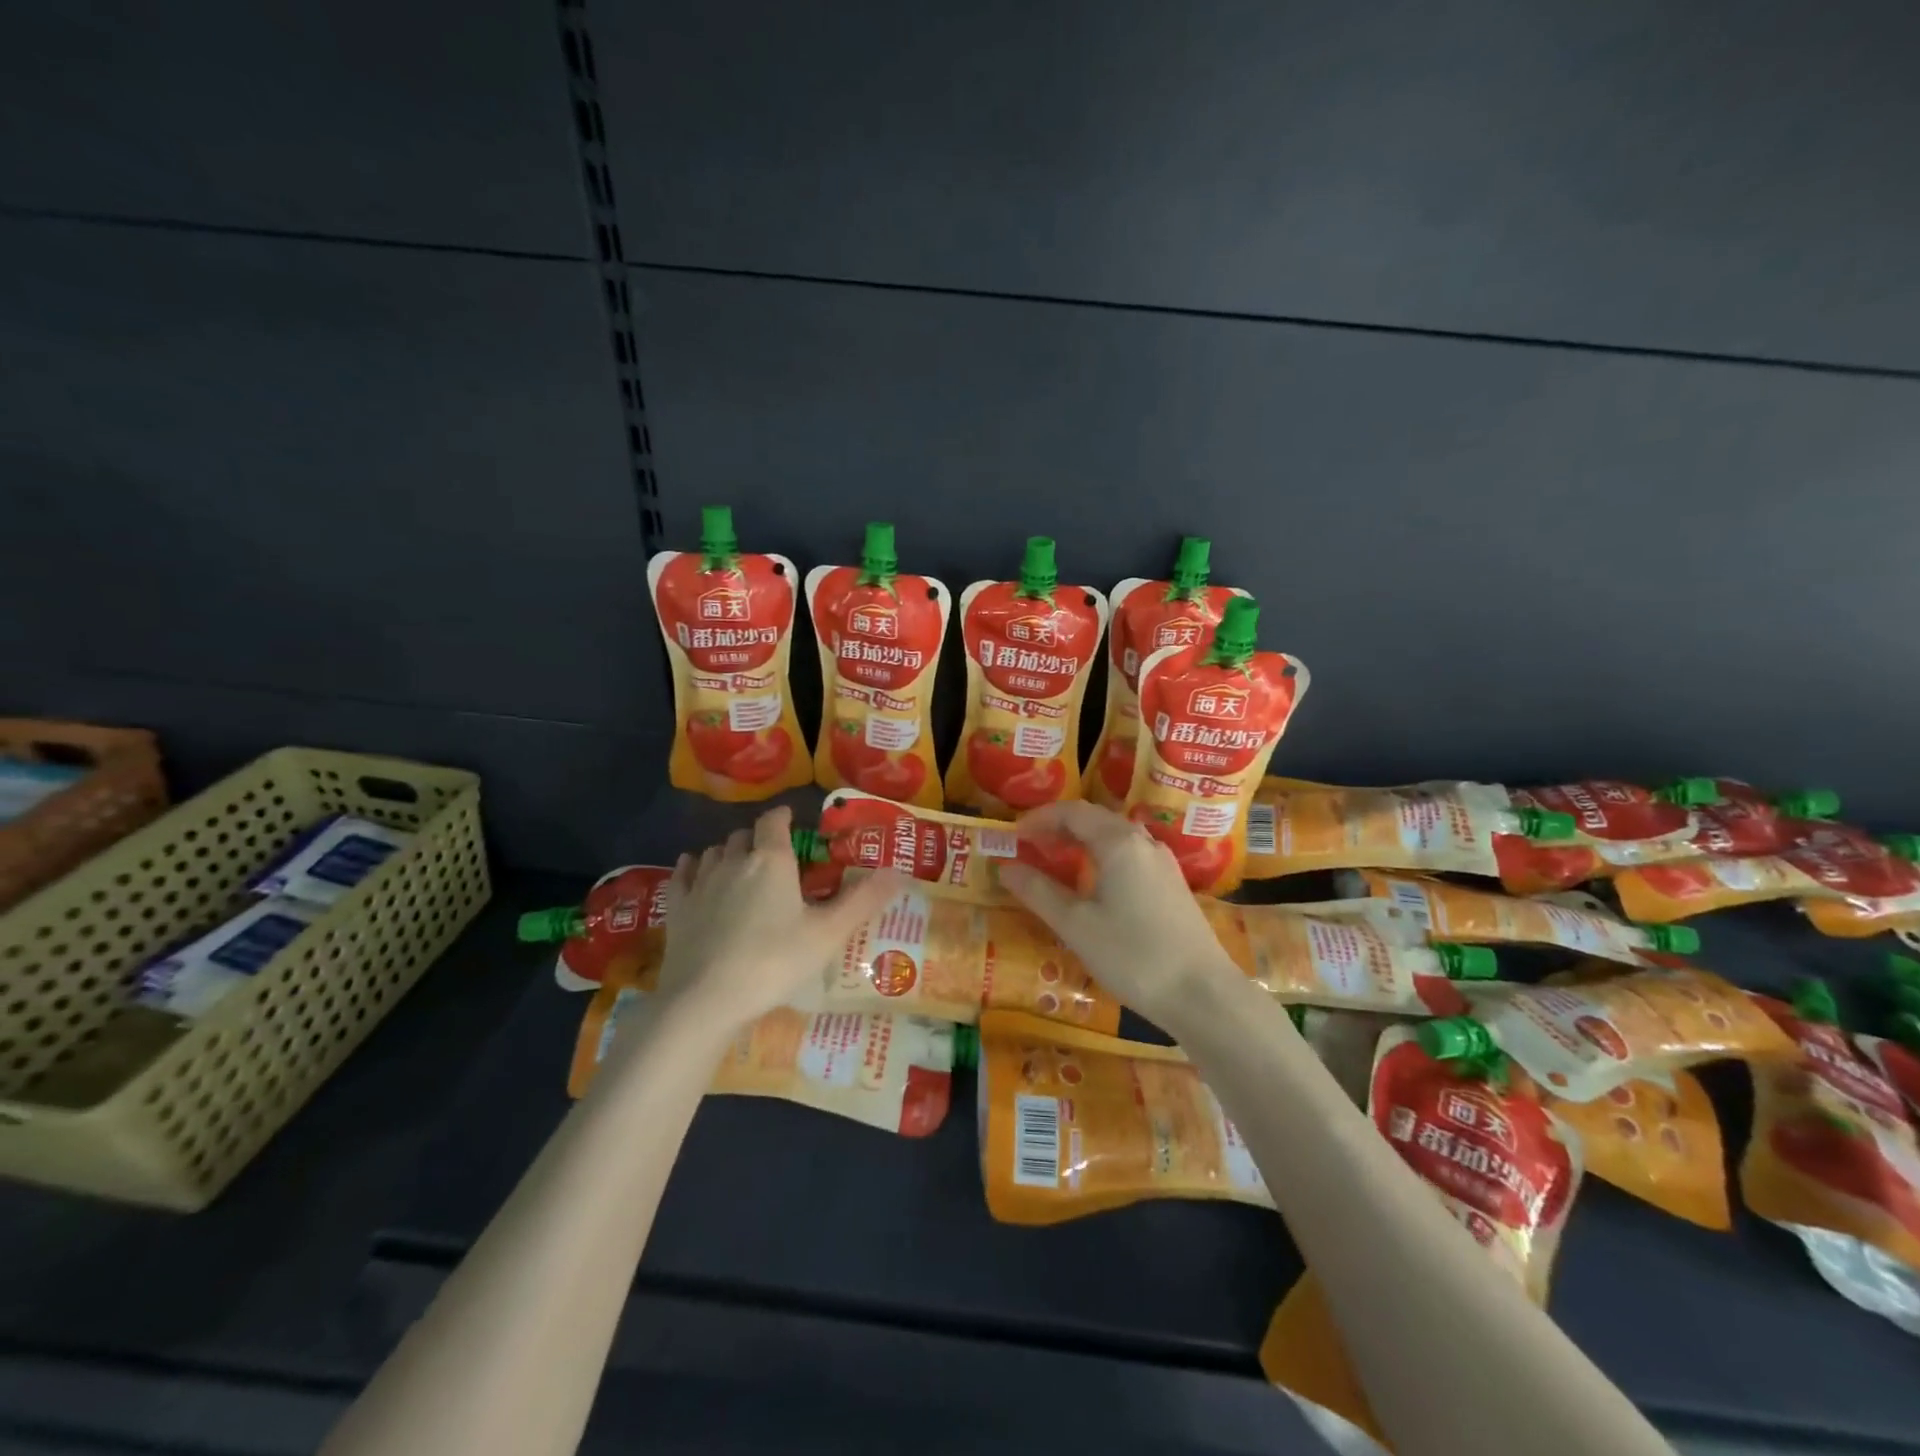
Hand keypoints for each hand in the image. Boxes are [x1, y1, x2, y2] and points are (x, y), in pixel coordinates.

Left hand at [657, 806, 903, 1031]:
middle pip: (744, 835)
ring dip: (729, 852)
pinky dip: (694, 867)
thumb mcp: (828, 934)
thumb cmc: (774, 962)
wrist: (706, 999)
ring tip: (742, 868)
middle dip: (760, 839)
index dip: (785, 818)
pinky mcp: (676, 907)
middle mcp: (734, 861)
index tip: (793, 822)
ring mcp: (701, 883)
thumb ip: (863, 900)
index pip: (775, 821)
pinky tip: (697, 874)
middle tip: (776, 857)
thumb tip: (899, 871)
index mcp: (771, 861)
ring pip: (715, 851)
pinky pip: (684, 873)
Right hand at [1000, 801, 1241, 1034]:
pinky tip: (1094, 886)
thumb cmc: (1132, 955)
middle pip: (1095, 819)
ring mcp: (1163, 863)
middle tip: (1031, 847)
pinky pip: (1131, 855)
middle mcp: (1143, 842)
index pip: (1072, 812)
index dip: (1039, 819)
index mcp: (1118, 842)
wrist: (1201, 993)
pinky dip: (1103, 857)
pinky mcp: (1173, 885)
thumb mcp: (1075, 925)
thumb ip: (1038, 891)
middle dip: (1060, 827)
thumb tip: (1006, 867)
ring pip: (1116, 837)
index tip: (1014, 836)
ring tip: (1057, 863)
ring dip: (1083, 842)